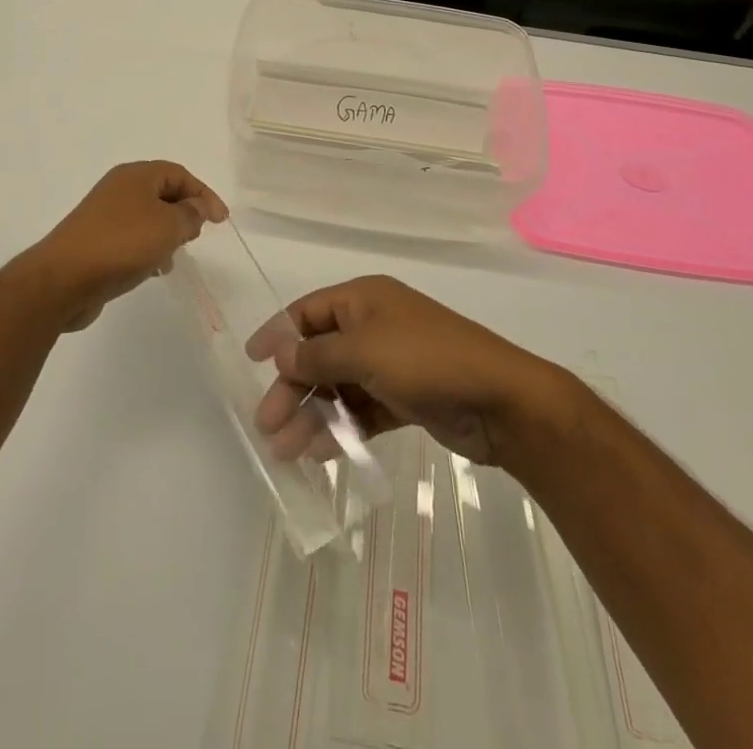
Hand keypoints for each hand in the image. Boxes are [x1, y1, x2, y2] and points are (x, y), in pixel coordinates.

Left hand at [18, 161, 227, 329]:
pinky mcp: (96, 241)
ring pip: (148, 217)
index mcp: (136, 176)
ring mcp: (104, 215)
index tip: (221, 221)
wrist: (63, 280)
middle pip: (162, 193)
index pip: (179, 174)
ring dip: (167, 233)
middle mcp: (119, 189)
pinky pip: (132, 238)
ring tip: (175, 256)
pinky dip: (148, 248)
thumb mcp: (168, 226)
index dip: (204, 194)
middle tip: (197, 235)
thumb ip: (190, 214)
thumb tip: (197, 208)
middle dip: (185, 212)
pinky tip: (153, 270)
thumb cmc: (122, 244)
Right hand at [245, 275, 560, 464]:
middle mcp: (374, 326)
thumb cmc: (427, 360)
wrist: (502, 401)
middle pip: (320, 353)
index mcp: (363, 300)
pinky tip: (322, 453)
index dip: (278, 334)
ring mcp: (391, 363)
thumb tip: (279, 351)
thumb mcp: (364, 351)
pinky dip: (342, 427)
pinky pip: (362, 410)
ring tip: (287, 452)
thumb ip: (317, 354)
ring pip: (339, 386)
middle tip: (267, 425)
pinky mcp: (406, 398)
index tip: (250, 361)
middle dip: (292, 387)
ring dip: (313, 414)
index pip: (308, 312)